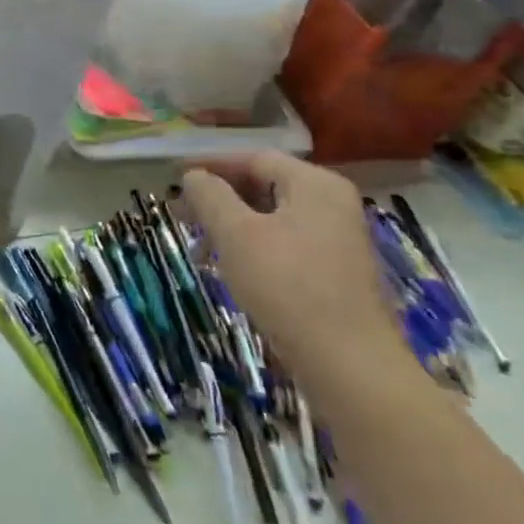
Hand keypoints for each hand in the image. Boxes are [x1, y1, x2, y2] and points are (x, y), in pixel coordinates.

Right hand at [179, 152, 415, 411]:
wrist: (349, 364)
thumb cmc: (287, 287)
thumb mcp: (237, 234)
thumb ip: (210, 196)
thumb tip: (194, 176)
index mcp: (315, 185)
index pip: (254, 159)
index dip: (211, 165)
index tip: (175, 178)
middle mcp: (332, 204)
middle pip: (265, 186)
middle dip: (219, 198)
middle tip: (181, 214)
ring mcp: (337, 239)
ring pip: (272, 217)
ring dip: (231, 226)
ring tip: (199, 247)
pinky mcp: (335, 271)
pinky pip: (285, 243)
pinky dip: (253, 246)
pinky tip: (230, 269)